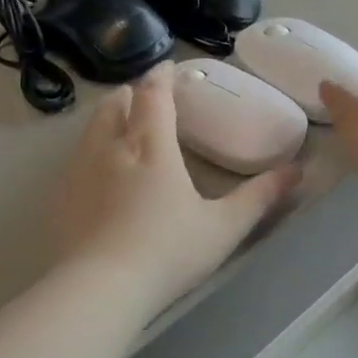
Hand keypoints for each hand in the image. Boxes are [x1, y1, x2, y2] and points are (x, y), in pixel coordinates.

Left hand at [54, 64, 300, 315]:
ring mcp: (79, 172)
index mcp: (152, 147)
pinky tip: (97, 173)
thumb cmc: (168, 253)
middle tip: (145, 97)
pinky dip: (89, 150)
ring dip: (108, 118)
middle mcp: (111, 148)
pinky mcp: (60, 198)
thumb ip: (260, 197)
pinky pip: (74, 158)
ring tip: (121, 126)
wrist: (98, 290)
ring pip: (91, 128)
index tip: (168, 67)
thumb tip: (297, 170)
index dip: (161, 77)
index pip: (154, 96)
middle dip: (131, 94)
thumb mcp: (224, 227)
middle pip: (115, 104)